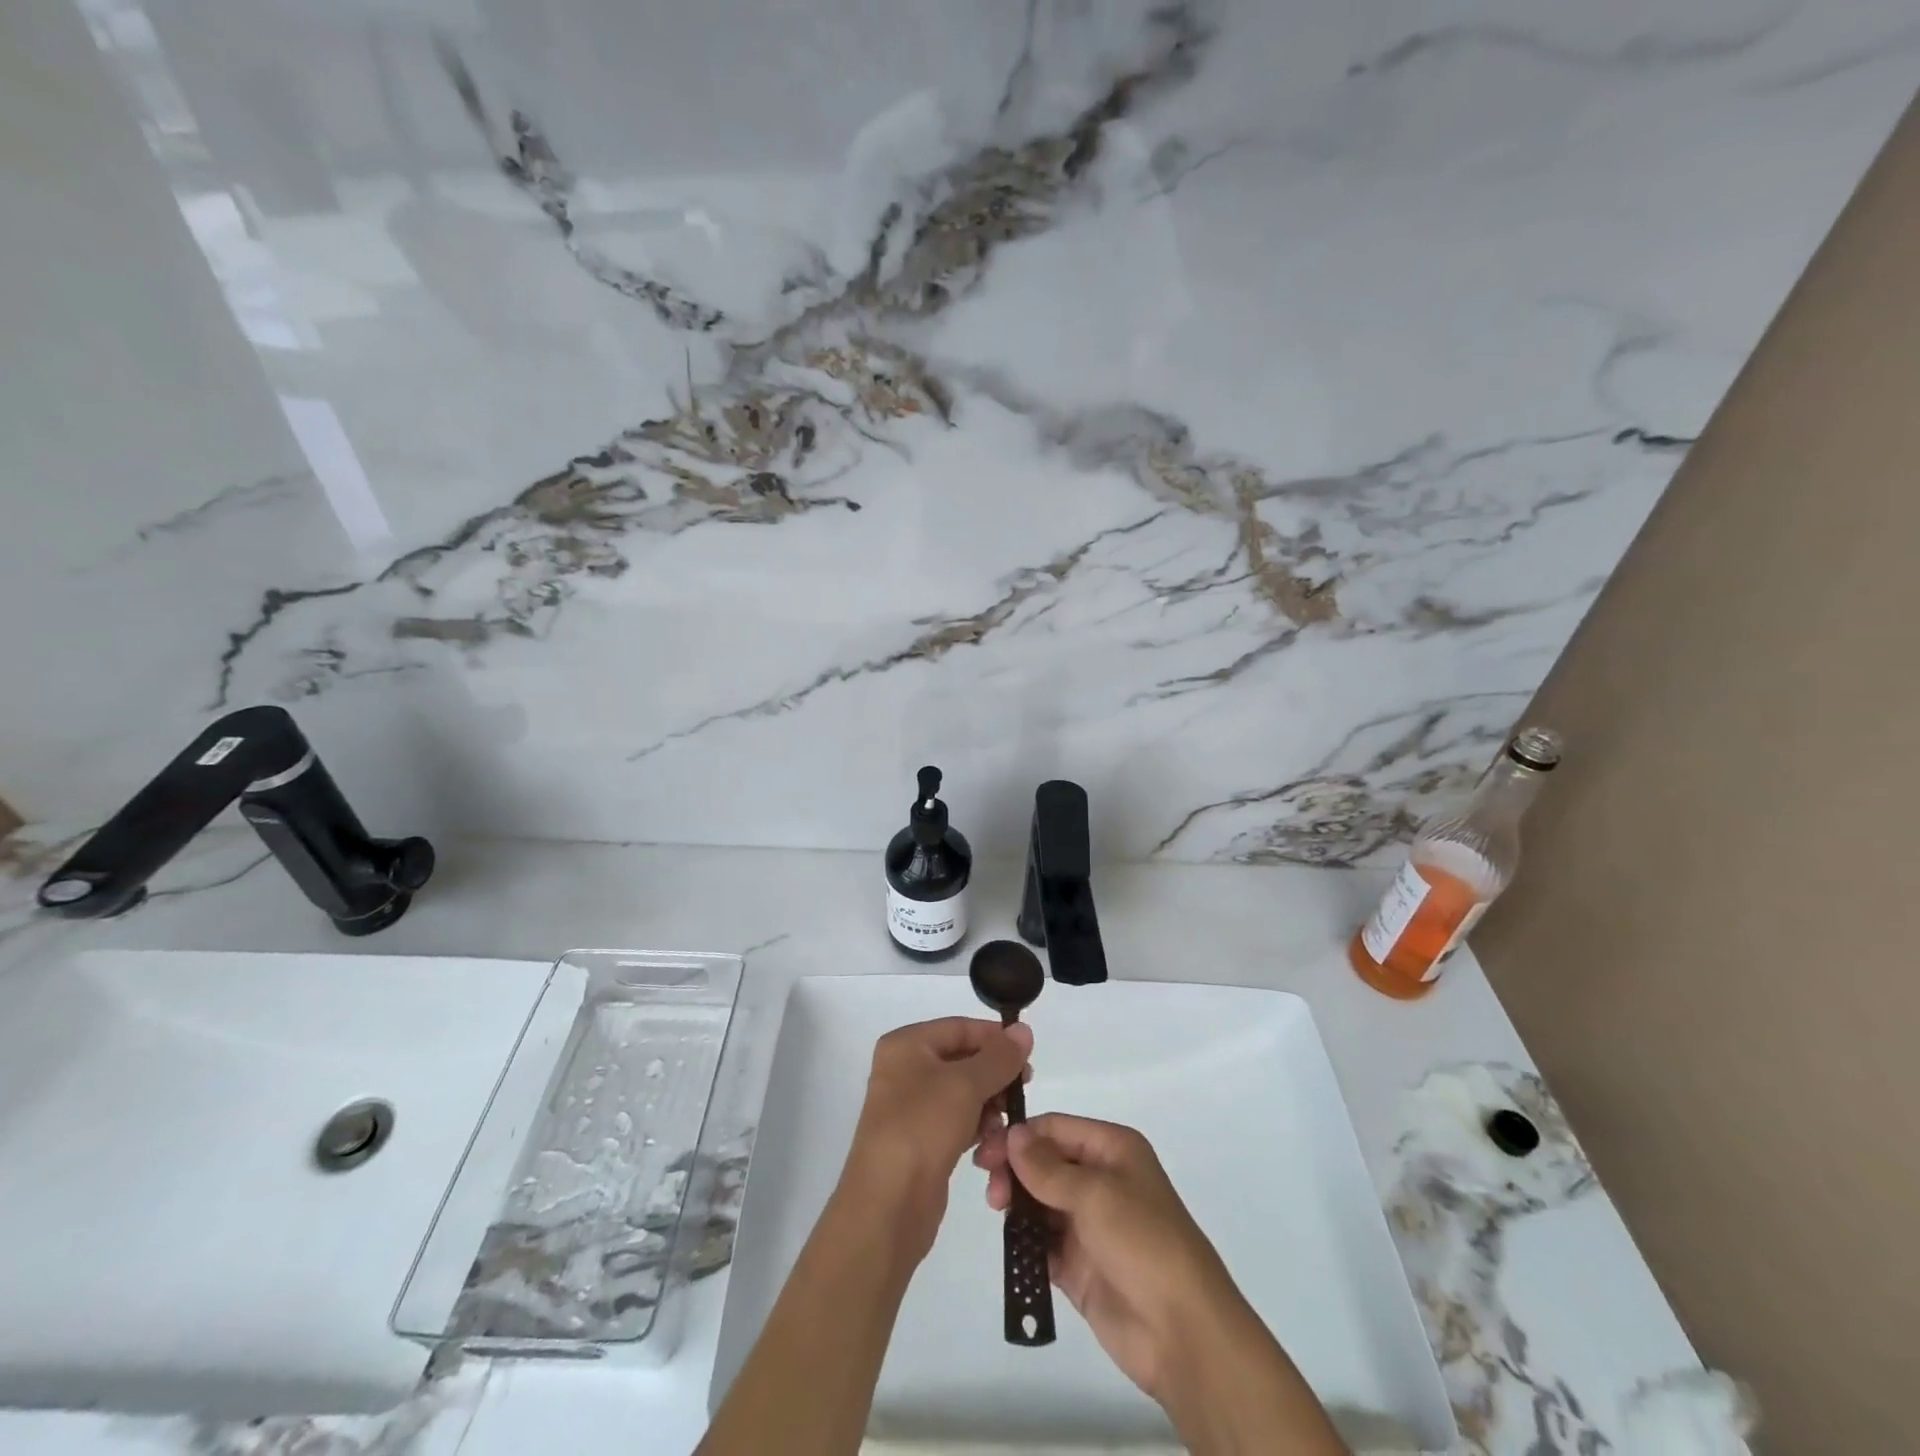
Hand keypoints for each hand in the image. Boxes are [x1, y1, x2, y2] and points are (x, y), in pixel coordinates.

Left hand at [841, 1017, 1032, 1260]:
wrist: (888, 1205)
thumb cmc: (923, 1127)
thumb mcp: (965, 1085)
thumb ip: (999, 1057)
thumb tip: (1024, 1030)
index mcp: (906, 1045)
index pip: (960, 1028)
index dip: (995, 1039)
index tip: (1028, 1056)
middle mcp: (906, 1070)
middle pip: (964, 1062)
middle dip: (995, 1078)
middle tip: (1022, 1091)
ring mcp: (912, 1108)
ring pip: (965, 1096)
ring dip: (990, 1110)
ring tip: (1004, 1128)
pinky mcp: (922, 1141)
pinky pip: (958, 1124)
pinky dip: (977, 1132)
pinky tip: (990, 1150)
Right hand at [975, 1114, 1246, 1402]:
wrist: (1182, 1332)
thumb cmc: (1143, 1242)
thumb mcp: (1095, 1193)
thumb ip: (1047, 1167)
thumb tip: (1013, 1134)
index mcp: (1112, 1149)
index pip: (1055, 1129)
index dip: (1020, 1136)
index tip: (986, 1151)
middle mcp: (1100, 1179)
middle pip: (1044, 1163)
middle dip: (1014, 1169)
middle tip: (990, 1189)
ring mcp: (1088, 1224)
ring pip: (1039, 1201)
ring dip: (1016, 1203)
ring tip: (997, 1210)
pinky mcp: (1078, 1266)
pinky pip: (1042, 1244)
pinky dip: (1024, 1241)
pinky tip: (1010, 1242)